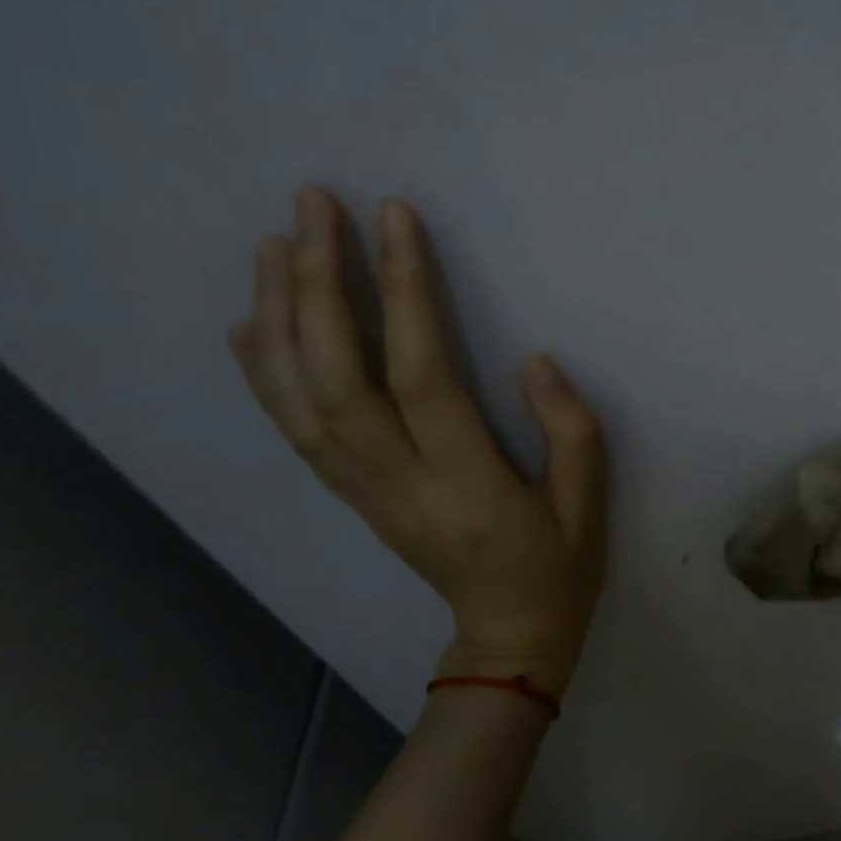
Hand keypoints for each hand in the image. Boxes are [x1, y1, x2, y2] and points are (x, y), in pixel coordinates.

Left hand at [228, 185, 607, 698]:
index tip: (395, 218)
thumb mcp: (589, 504)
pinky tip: (250, 324)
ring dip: (279, 317)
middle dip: (318, 284)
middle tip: (312, 206)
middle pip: (338, 378)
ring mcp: (365, 493)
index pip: (422, 375)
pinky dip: (263, 375)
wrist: (508, 635)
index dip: (405, 293)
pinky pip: (295, 433)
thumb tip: (532, 361)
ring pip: (300, 400)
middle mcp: (400, 483)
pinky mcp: (354, 498)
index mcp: (467, 484)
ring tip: (273, 244)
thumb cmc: (559, 567)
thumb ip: (570, 430)